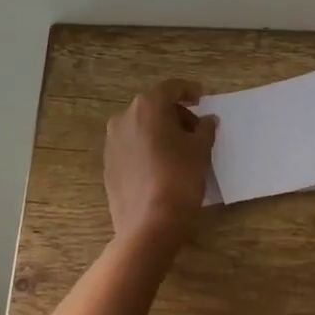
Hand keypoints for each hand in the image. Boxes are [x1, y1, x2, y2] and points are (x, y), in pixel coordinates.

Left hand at [104, 80, 217, 250]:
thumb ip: (205, 129)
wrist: (148, 226)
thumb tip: (207, 120)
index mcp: (147, 107)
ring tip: (181, 149)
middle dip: (176, 114)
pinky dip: (148, 148)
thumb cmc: (179, 178)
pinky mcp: (108, 165)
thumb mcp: (200, 150)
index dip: (189, 90)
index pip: (171, 88)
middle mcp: (124, 118)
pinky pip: (132, 147)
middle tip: (196, 129)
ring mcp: (112, 142)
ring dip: (160, 131)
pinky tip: (162, 165)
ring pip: (141, 127)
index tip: (203, 98)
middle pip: (154, 106)